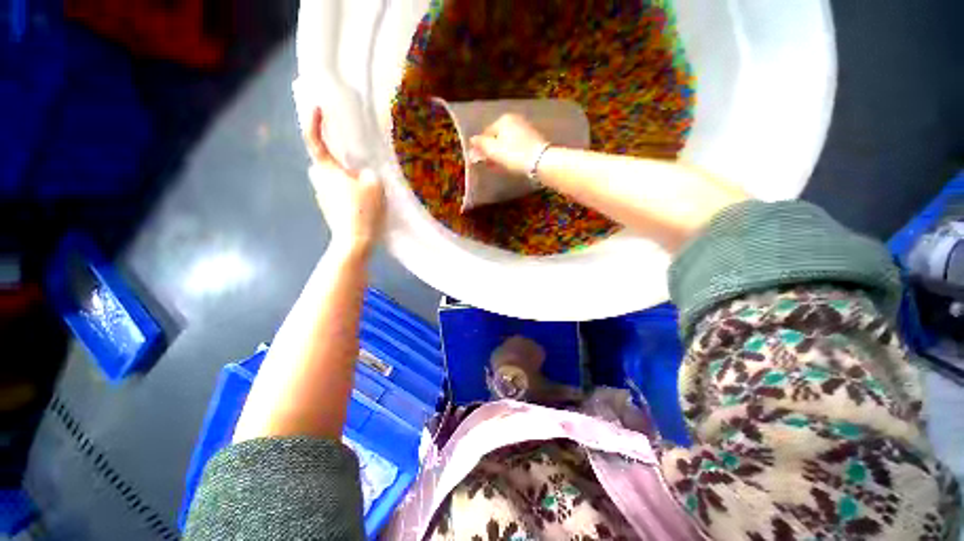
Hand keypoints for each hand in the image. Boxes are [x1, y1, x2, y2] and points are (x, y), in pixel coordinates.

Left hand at [303, 107, 384, 255]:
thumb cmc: (363, 210)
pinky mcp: (328, 208)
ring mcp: (322, 196)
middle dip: (336, 157)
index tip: (317, 106)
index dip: (314, 121)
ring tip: (364, 185)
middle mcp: (318, 180)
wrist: (354, 240)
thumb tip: (360, 173)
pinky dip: (347, 190)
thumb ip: (367, 172)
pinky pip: (336, 191)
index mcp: (327, 169)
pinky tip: (361, 200)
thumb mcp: (374, 184)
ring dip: (344, 177)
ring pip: (332, 178)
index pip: (314, 140)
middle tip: (355, 160)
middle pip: (324, 161)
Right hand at [470, 114, 548, 176]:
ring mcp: (526, 129)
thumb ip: (481, 144)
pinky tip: (511, 163)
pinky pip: (517, 146)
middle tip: (489, 164)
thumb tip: (472, 140)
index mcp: (503, 119)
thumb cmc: (513, 155)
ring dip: (501, 153)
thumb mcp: (493, 150)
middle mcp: (515, 120)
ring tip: (499, 166)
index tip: (480, 160)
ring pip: (507, 142)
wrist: (541, 161)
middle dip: (492, 150)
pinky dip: (512, 153)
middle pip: (497, 136)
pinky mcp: (534, 139)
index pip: (486, 133)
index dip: (481, 147)